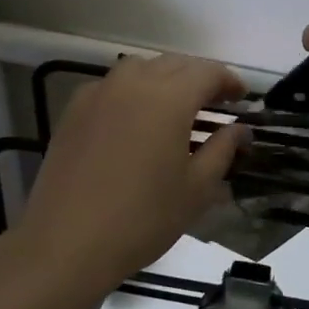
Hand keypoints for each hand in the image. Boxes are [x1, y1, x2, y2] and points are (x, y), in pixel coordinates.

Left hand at [19, 54, 247, 284]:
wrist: (67, 243)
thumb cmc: (142, 218)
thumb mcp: (196, 189)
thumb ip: (222, 150)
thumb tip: (239, 129)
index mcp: (169, 98)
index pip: (208, 72)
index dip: (229, 82)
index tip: (242, 99)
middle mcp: (133, 83)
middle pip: (174, 64)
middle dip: (199, 77)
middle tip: (215, 103)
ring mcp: (99, 93)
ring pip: (140, 68)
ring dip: (164, 78)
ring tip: (175, 106)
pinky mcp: (74, 110)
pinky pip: (112, 85)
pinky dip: (132, 90)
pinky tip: (134, 119)